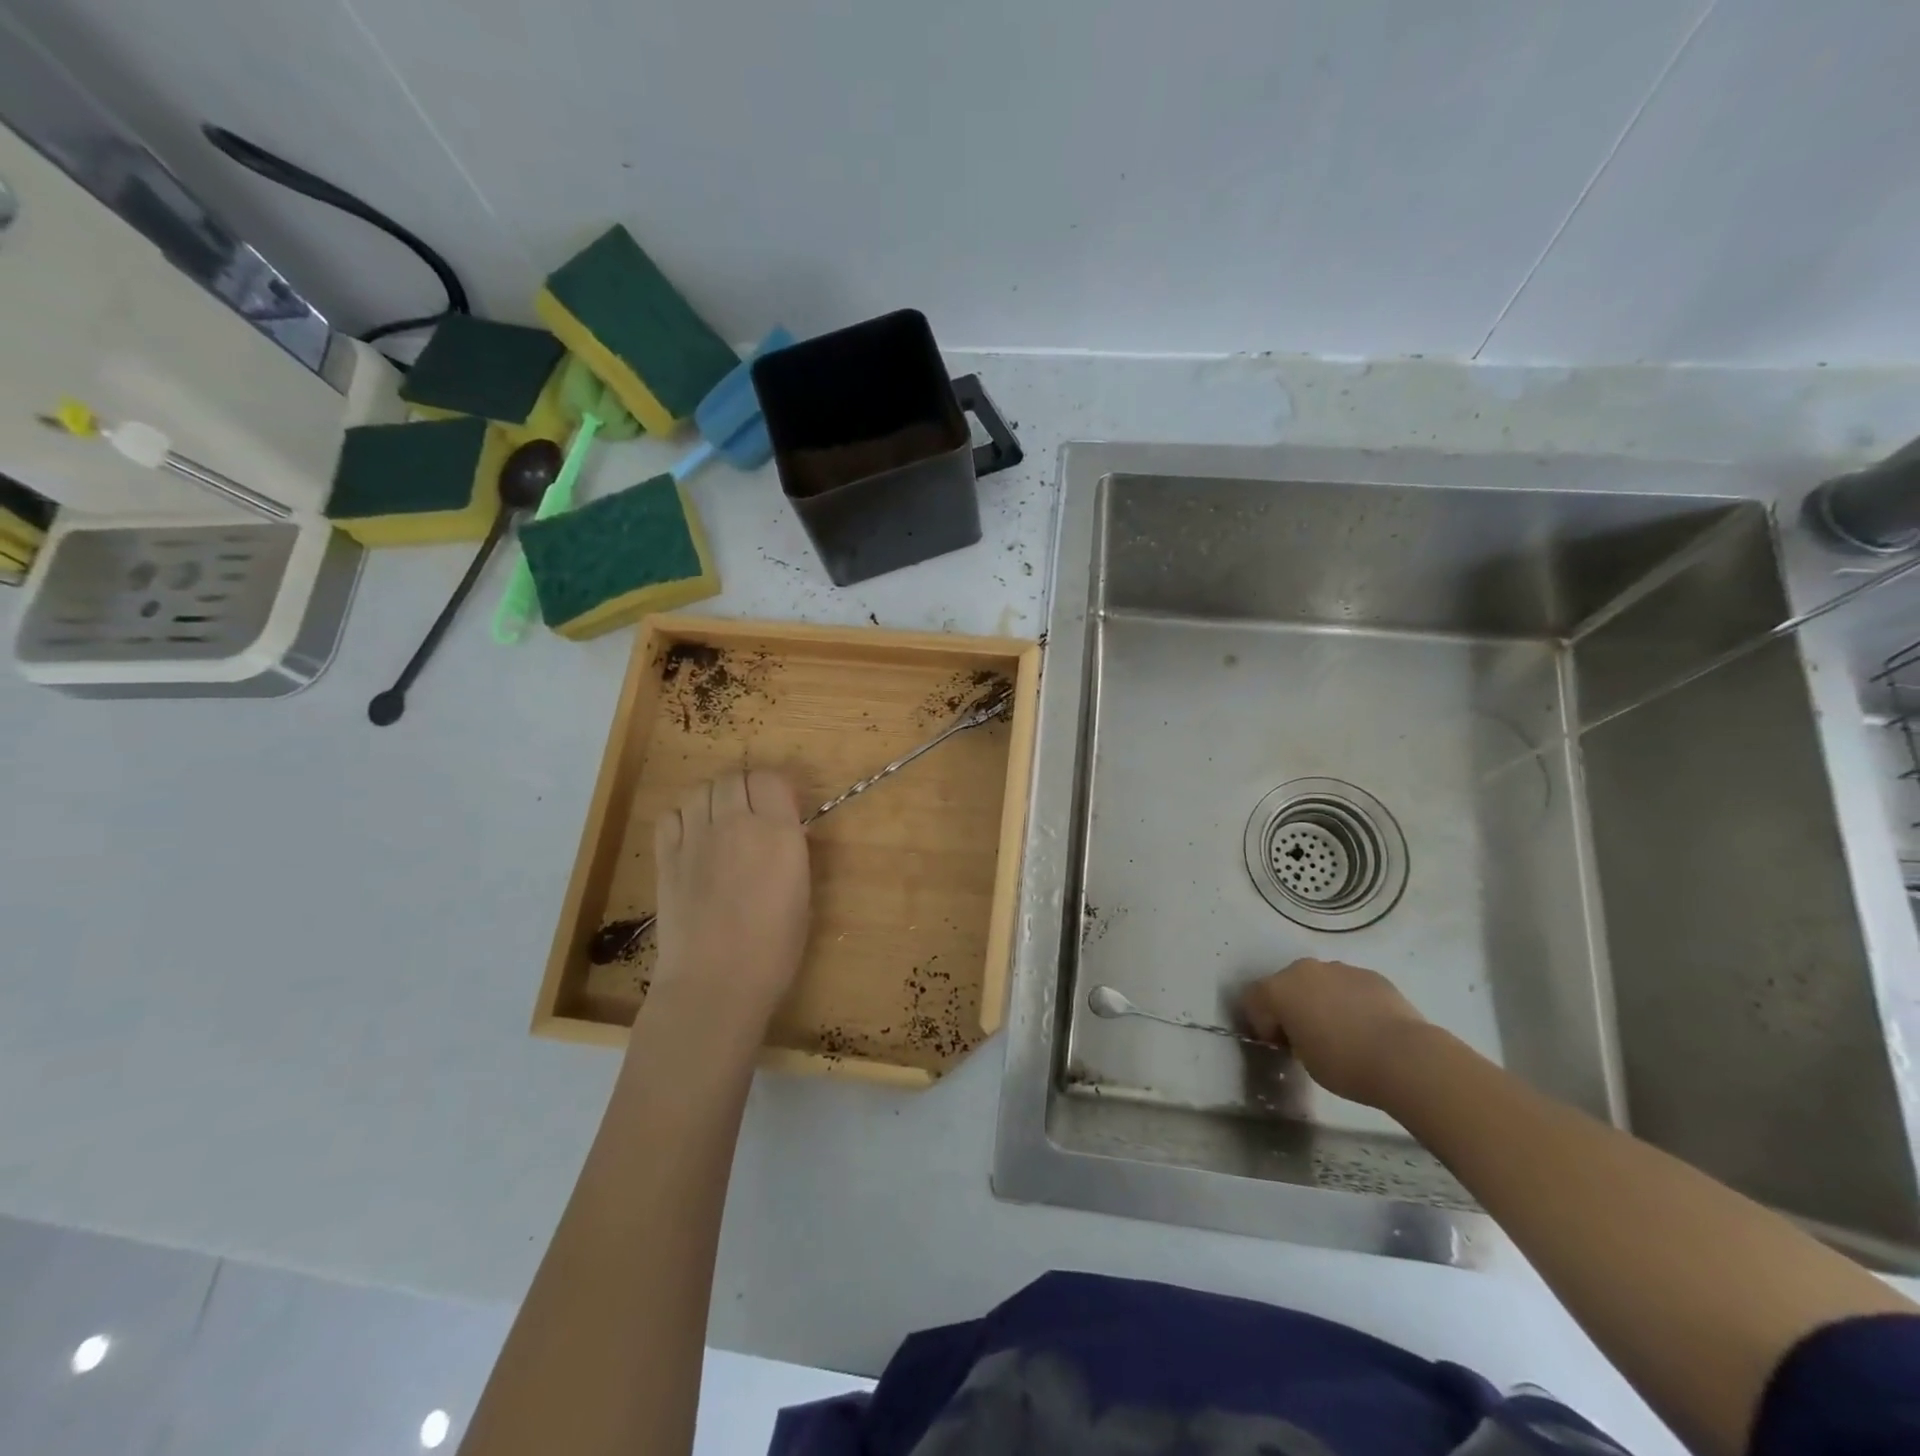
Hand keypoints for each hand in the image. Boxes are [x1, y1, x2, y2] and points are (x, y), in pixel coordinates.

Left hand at [650, 770, 810, 1031]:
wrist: (715, 982)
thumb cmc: (774, 948)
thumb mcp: (802, 894)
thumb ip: (792, 852)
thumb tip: (785, 832)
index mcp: (777, 832)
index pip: (770, 779)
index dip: (775, 790)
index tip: (781, 810)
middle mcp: (735, 823)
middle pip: (733, 778)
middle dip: (745, 790)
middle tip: (752, 816)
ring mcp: (695, 838)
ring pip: (700, 790)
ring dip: (713, 799)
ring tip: (720, 823)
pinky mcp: (666, 857)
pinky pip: (671, 815)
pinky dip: (683, 818)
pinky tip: (693, 839)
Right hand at [1239, 958, 1430, 1107]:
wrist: (1405, 1058)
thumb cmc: (1344, 1064)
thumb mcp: (1304, 1059)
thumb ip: (1293, 1037)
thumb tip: (1302, 1032)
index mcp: (1278, 989)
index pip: (1253, 1000)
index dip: (1261, 1023)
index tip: (1279, 1045)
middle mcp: (1303, 970)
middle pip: (1285, 984)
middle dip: (1290, 1006)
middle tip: (1306, 1036)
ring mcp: (1339, 968)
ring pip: (1319, 982)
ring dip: (1320, 1000)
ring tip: (1341, 1031)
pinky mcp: (1370, 974)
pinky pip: (1348, 985)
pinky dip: (1349, 1000)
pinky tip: (1366, 1026)